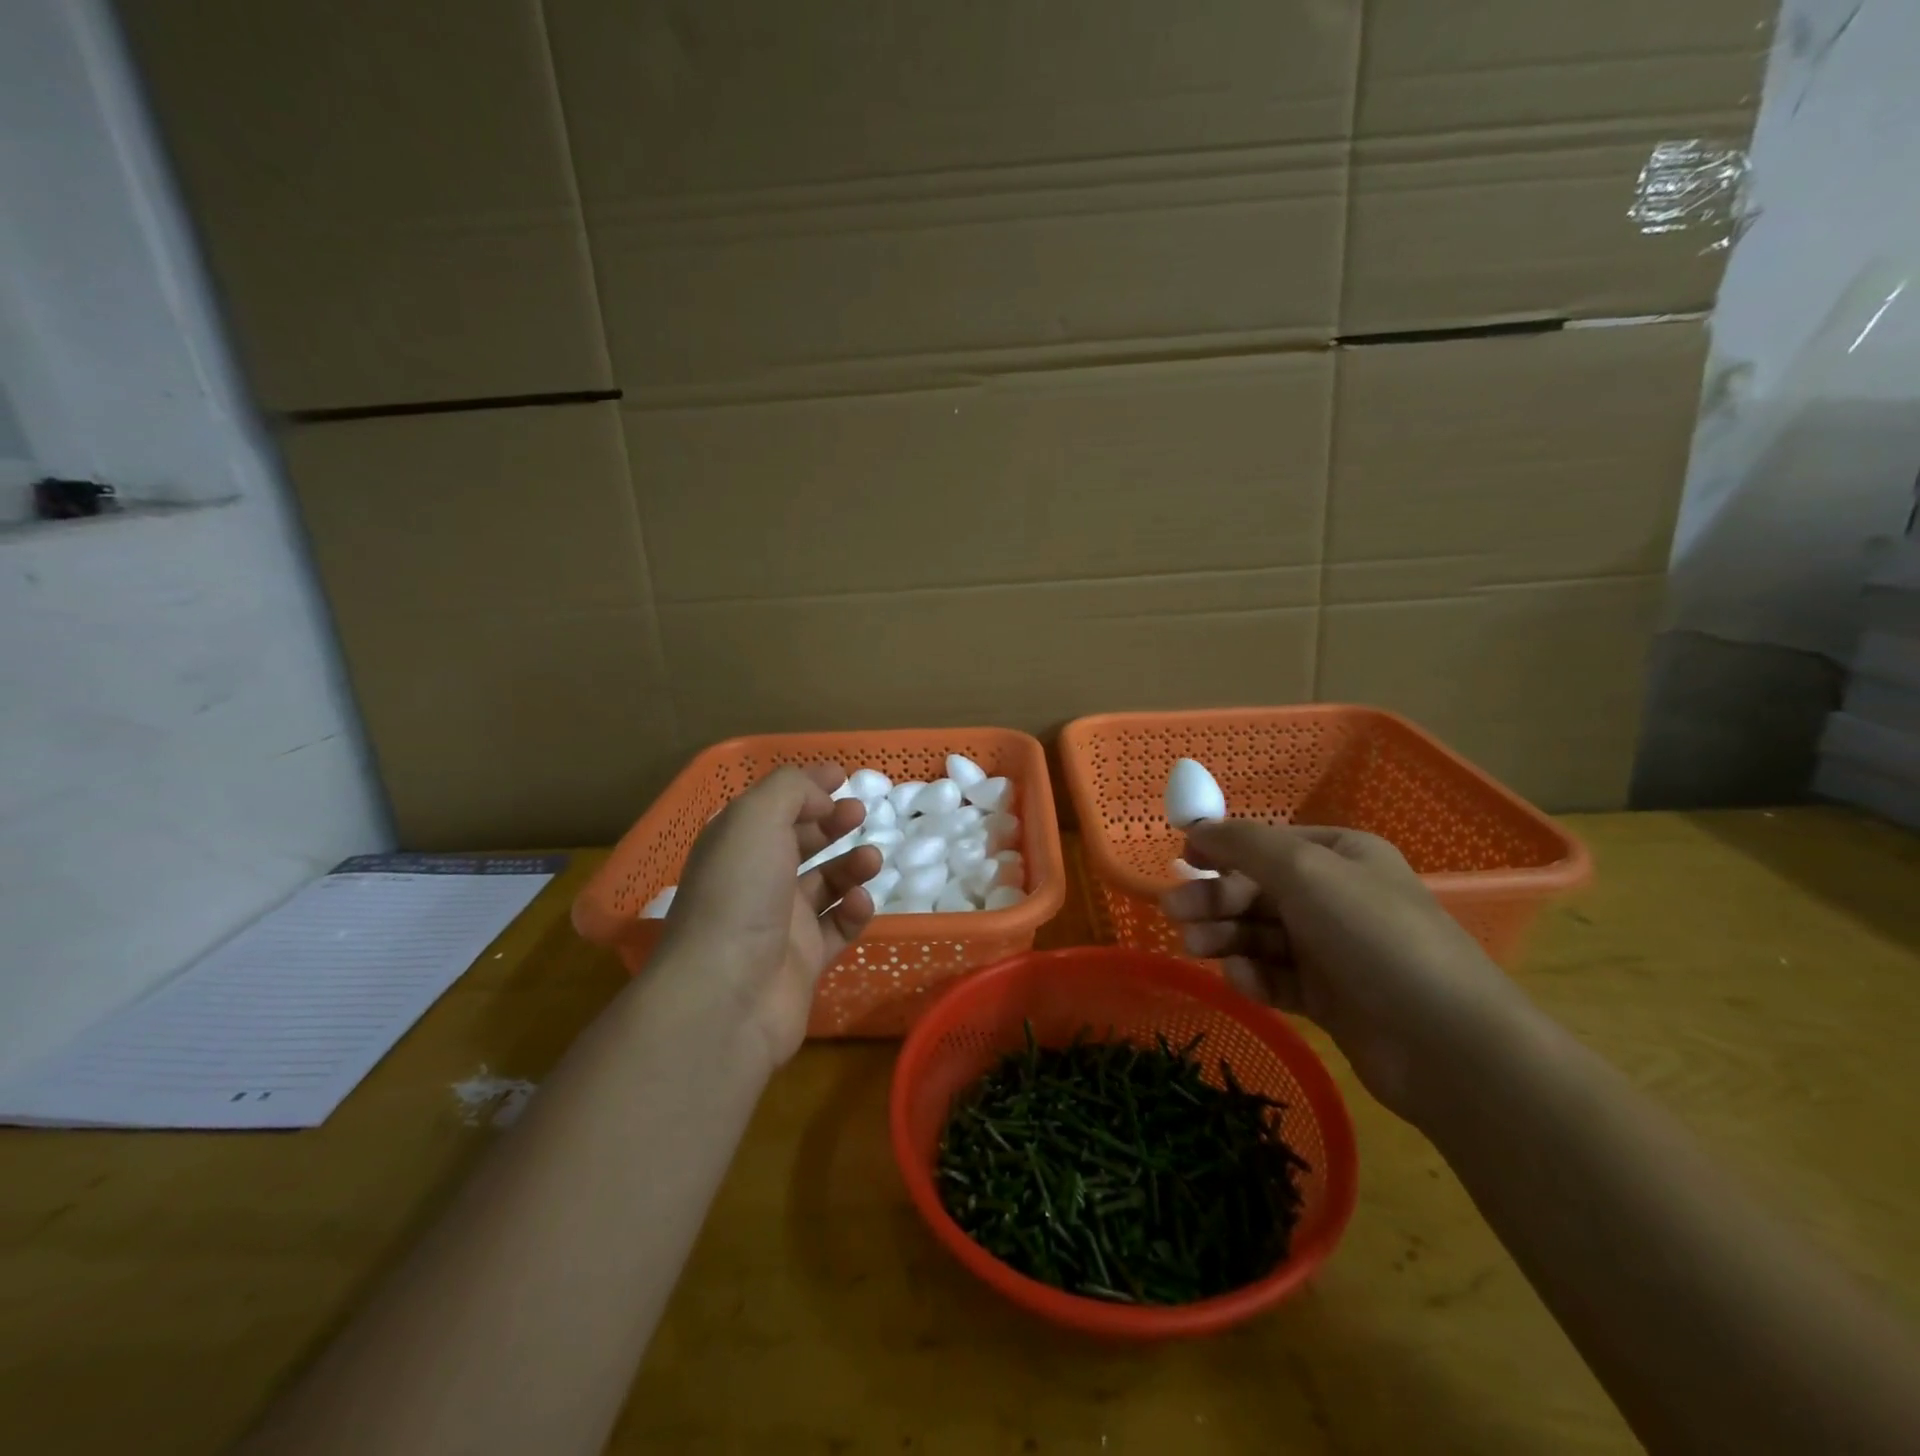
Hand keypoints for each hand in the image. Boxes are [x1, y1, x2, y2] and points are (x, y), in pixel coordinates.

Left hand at [659, 765, 880, 1066]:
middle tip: (859, 814)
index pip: (774, 805)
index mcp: (735, 844)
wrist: (727, 993)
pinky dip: (854, 911)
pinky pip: (838, 927)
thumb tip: (821, 799)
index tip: (842, 777)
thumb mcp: (756, 818)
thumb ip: (792, 790)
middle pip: (800, 841)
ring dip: (851, 865)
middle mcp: (755, 879)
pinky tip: (860, 903)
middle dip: (832, 823)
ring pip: (826, 883)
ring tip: (871, 860)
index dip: (807, 786)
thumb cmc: (739, 893)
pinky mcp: (804, 960)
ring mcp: (780, 922)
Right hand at [1160, 821, 1529, 1121]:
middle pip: (1258, 890)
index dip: (1223, 850)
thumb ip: (1243, 844)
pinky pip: (1277, 977)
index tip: (1183, 861)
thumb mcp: (1303, 870)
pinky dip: (1255, 976)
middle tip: (1174, 912)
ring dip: (1225, 936)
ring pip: (1261, 935)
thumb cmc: (1373, 935)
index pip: (1268, 845)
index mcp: (1340, 856)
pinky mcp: (1329, 998)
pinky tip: (1242, 981)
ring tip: (1195, 947)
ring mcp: (1333, 949)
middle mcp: (1336, 897)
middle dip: (1215, 899)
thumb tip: (1196, 825)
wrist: (1446, 1042)